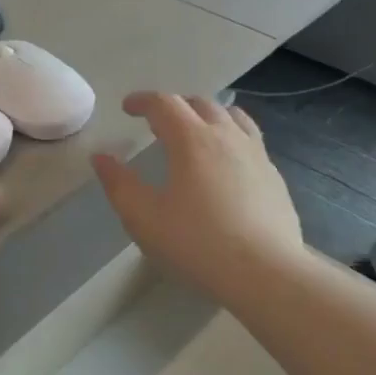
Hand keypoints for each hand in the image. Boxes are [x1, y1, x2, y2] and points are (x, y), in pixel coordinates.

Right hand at [92, 93, 303, 304]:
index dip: (142, 100)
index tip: (127, 107)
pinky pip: (250, 140)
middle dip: (174, 105)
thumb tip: (101, 157)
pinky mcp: (274, 176)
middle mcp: (227, 136)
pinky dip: (231, 137)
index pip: (164, 103)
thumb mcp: (144, 218)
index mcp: (192, 139)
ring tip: (196, 131)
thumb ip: (119, 184)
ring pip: (232, 116)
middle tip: (157, 121)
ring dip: (207, 115)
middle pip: (200, 103)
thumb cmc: (197, 244)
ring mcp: (256, 154)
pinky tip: (226, 163)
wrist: (265, 273)